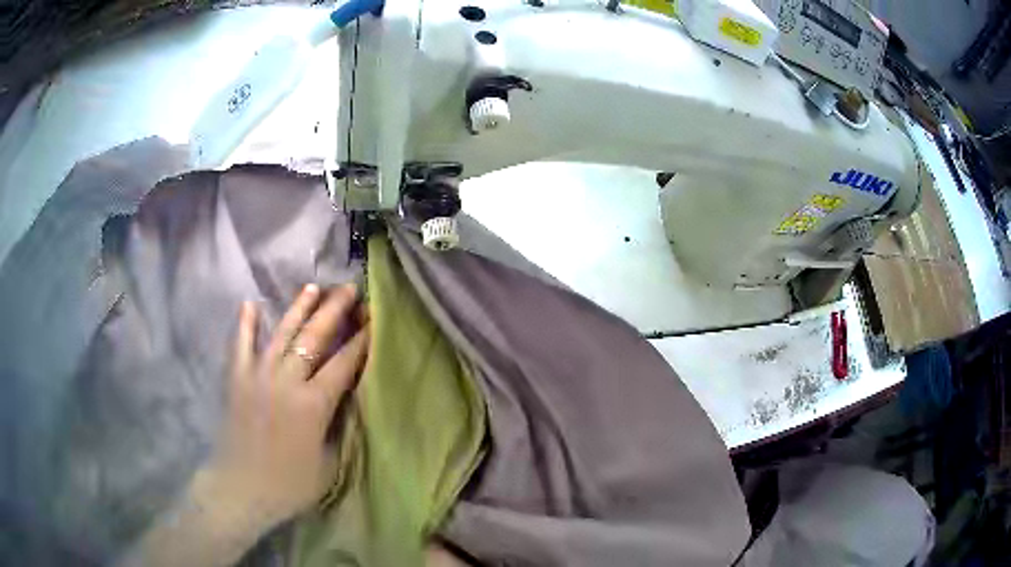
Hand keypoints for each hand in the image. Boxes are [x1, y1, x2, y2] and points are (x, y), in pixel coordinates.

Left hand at [204, 284, 370, 529]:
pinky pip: (241, 345)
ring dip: (298, 308)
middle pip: (314, 337)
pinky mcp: (237, 379)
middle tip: (349, 288)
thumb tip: (345, 399)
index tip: (374, 318)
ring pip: (281, 333)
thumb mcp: (329, 463)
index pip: (344, 363)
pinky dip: (245, 324)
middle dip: (334, 310)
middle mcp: (287, 381)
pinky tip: (250, 304)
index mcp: (313, 404)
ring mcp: (258, 376)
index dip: (362, 340)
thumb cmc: (290, 485)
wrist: (242, 490)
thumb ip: (338, 427)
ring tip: (313, 287)